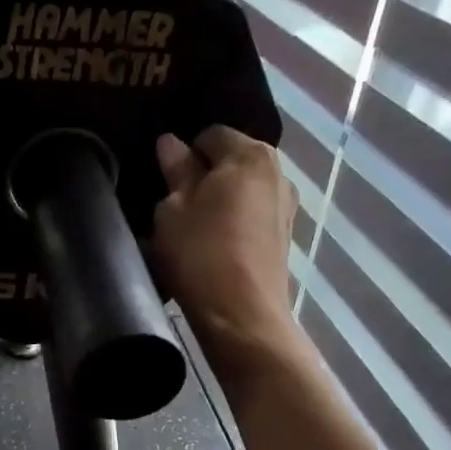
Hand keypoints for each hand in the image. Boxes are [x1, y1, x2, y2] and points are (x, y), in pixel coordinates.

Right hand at [149, 125, 298, 363]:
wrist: (242, 315)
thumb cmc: (200, 253)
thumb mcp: (173, 209)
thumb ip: (176, 170)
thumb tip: (171, 142)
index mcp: (250, 155)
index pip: (210, 134)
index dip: (183, 152)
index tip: (164, 179)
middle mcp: (277, 171)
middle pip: (232, 159)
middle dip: (204, 174)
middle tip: (174, 204)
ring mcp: (286, 205)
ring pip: (243, 188)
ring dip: (220, 199)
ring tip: (193, 227)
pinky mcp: (285, 236)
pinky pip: (252, 213)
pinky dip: (234, 220)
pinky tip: (215, 245)